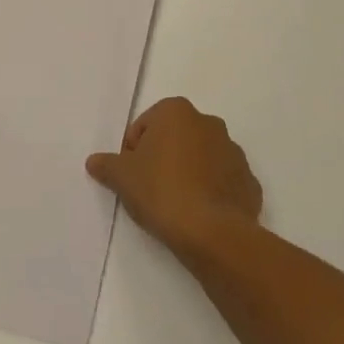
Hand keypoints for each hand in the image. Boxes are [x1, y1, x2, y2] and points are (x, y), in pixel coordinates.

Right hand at [86, 97, 261, 259]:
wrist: (212, 232)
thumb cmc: (161, 191)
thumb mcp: (122, 178)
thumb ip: (106, 165)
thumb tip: (95, 161)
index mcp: (177, 112)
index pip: (144, 126)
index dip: (133, 151)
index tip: (131, 176)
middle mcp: (209, 122)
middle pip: (175, 138)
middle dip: (162, 158)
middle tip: (150, 189)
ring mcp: (233, 151)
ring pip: (201, 158)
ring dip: (188, 173)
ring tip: (175, 204)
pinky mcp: (248, 180)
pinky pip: (222, 181)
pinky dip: (210, 192)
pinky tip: (199, 214)